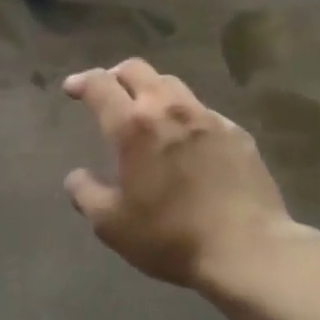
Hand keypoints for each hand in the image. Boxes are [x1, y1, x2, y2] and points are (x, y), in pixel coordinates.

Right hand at [63, 59, 294, 288]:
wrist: (247, 250)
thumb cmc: (170, 236)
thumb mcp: (112, 224)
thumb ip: (86, 194)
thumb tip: (77, 176)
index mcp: (133, 126)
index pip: (100, 84)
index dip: (82, 81)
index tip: (72, 89)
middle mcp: (169, 109)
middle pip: (137, 70)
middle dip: (116, 75)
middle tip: (108, 92)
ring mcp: (208, 118)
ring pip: (172, 85)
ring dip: (152, 91)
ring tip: (147, 112)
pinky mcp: (236, 133)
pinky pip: (203, 112)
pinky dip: (185, 116)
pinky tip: (187, 141)